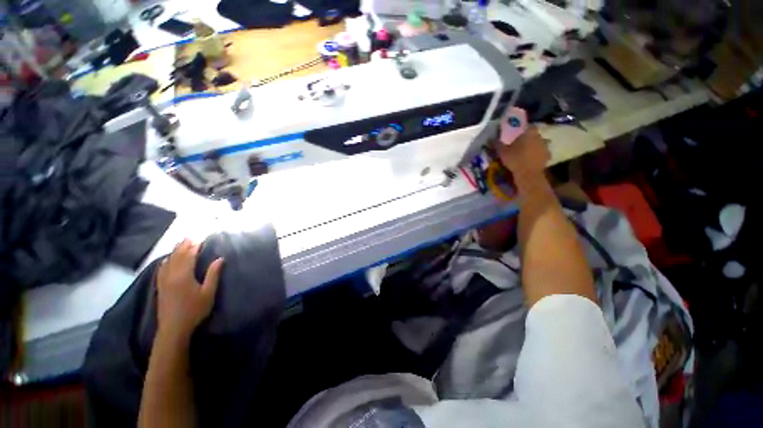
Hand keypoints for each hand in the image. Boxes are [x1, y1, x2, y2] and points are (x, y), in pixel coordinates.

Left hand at [156, 239, 223, 340]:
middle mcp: (171, 275)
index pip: (189, 256)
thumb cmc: (194, 310)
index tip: (200, 238)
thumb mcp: (208, 293)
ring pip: (168, 261)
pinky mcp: (160, 286)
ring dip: (174, 251)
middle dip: (184, 246)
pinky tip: (167, 259)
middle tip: (190, 237)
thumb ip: (213, 274)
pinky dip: (165, 261)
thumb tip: (220, 258)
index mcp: (183, 275)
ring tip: (181, 243)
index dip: (194, 246)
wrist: (173, 328)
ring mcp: (163, 280)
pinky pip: (161, 269)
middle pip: (177, 256)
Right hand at [496, 125, 549, 178]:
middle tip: (519, 144)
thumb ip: (497, 144)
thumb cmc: (515, 160)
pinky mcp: (547, 156)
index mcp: (529, 133)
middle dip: (528, 138)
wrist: (528, 174)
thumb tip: (490, 139)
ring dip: (533, 147)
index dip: (523, 129)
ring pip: (538, 144)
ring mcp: (545, 147)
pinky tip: (531, 160)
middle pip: (534, 135)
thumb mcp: (502, 152)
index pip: (528, 126)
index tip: (517, 134)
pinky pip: (542, 153)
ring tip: (525, 153)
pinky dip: (537, 155)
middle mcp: (540, 137)